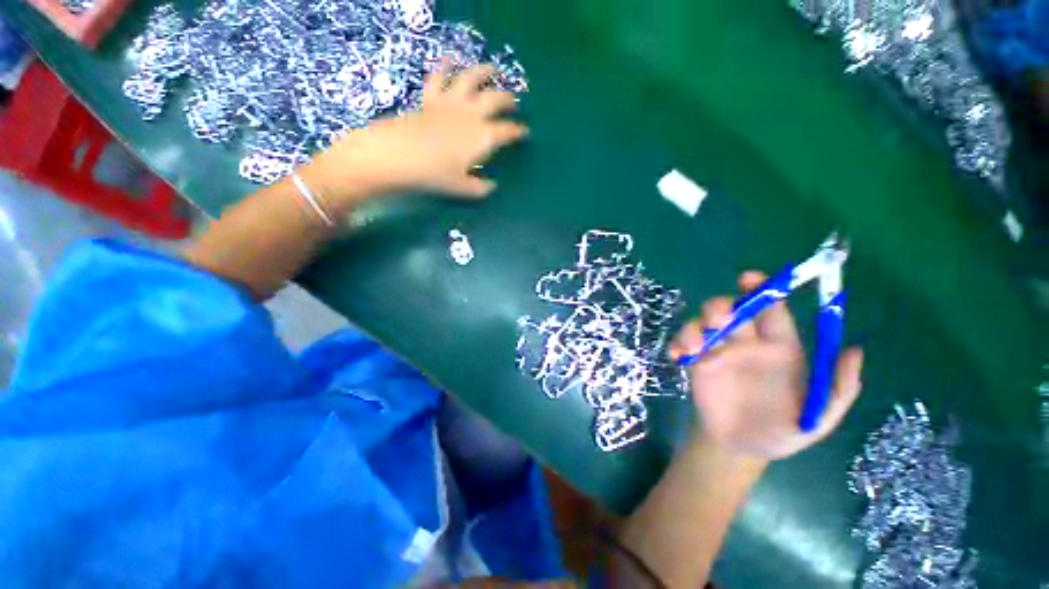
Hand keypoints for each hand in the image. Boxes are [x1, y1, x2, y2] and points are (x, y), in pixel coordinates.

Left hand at [308, 61, 527, 203]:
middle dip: (508, 100)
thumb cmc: (433, 175)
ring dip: (485, 72)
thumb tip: (492, 186)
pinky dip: (445, 66)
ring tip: (493, 70)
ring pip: (471, 79)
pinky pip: (439, 77)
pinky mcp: (430, 99)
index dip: (518, 132)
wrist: (397, 156)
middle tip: (514, 102)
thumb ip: (480, 188)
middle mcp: (471, 115)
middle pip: (495, 99)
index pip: (507, 131)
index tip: (525, 133)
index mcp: (482, 137)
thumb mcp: (462, 188)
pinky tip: (451, 59)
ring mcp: (450, 103)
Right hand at [669, 271, 863, 459]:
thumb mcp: (819, 417)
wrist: (741, 448)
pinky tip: (676, 356)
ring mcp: (718, 352)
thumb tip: (855, 350)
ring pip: (702, 323)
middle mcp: (746, 344)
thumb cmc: (781, 431)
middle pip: (731, 310)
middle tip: (718, 320)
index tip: (749, 278)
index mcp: (779, 348)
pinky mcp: (696, 363)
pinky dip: (676, 343)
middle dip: (721, 306)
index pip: (772, 310)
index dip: (763, 290)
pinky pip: (682, 344)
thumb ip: (840, 387)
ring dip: (695, 327)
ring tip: (694, 347)